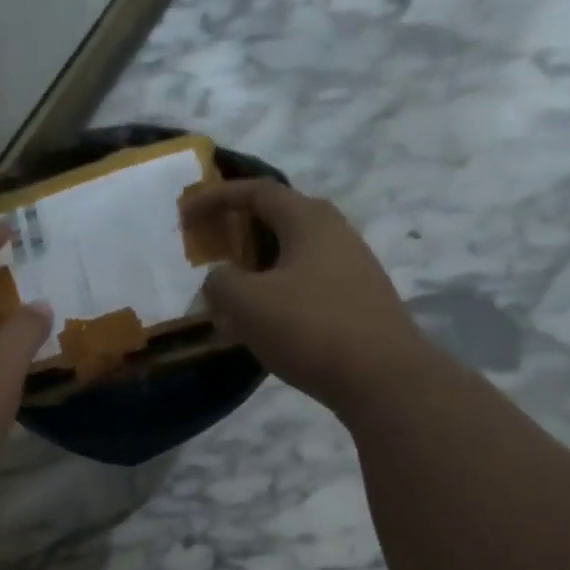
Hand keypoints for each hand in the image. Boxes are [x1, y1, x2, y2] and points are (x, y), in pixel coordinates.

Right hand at [184, 180, 428, 416]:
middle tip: (212, 251)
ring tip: (231, 297)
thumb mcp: (248, 303)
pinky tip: (263, 326)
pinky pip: (306, 286)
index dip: (217, 197)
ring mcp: (351, 268)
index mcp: (308, 220)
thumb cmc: (311, 328)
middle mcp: (335, 233)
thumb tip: (219, 281)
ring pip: (292, 257)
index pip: (257, 191)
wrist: (383, 377)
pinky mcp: (358, 302)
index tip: (186, 213)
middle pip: (279, 220)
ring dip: (257, 270)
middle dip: (240, 233)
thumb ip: (220, 284)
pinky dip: (277, 295)